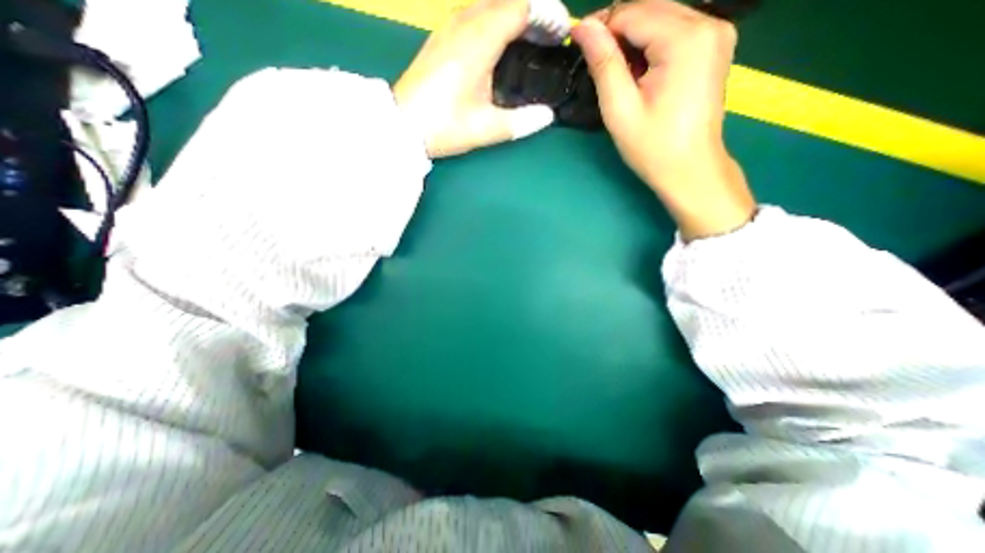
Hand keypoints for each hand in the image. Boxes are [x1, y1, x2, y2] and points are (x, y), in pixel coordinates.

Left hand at [395, 0, 574, 158]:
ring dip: (513, 16)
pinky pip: (474, 15)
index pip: (521, 6)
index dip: (547, 14)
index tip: (561, 33)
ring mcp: (448, 27)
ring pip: (489, 4)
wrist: (403, 126)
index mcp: (478, 40)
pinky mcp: (440, 38)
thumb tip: (548, 116)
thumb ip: (521, 122)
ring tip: (529, 42)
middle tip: (549, 39)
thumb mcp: (486, 128)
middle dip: (534, 13)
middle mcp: (463, 23)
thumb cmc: (444, 126)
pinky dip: (495, 22)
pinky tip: (500, 46)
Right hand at [570, 1, 755, 240]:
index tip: (577, 43)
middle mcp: (709, 24)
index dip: (601, 25)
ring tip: (615, 71)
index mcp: (685, 39)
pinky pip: (676, 30)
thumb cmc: (653, 147)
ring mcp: (717, 33)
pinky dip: (651, 44)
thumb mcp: (620, 109)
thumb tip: (582, 27)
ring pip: (663, 17)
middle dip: (617, 29)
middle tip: (593, 59)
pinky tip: (639, 70)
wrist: (690, 169)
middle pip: (651, 8)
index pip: (633, 12)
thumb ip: (603, 64)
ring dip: (633, 38)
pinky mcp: (715, 46)